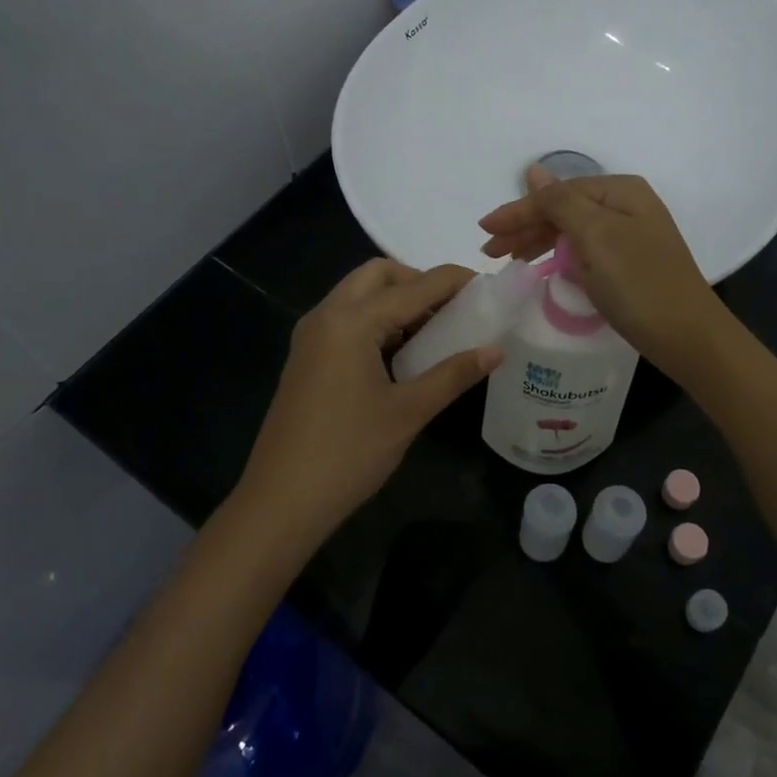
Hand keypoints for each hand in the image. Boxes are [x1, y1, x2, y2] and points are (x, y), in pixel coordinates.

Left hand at [234, 259, 501, 546]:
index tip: (486, 284)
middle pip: (377, 275)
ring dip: (396, 300)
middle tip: (453, 307)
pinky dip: (376, 321)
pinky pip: (345, 320)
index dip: (453, 281)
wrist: (281, 501)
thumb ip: (453, 375)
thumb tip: (495, 351)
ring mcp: (311, 337)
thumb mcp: (408, 412)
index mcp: (351, 321)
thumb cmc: (349, 453)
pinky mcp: (306, 358)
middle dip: (417, 281)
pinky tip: (401, 353)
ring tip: (435, 330)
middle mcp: (326, 316)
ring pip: (358, 296)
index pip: (413, 287)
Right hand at [478, 167, 725, 370]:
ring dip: (539, 242)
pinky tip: (544, 266)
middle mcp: (627, 206)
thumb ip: (560, 202)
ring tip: (509, 260)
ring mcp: (631, 235)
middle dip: (525, 227)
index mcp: (620, 191)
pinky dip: (560, 256)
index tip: (484, 230)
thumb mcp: (595, 236)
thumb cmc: (638, 283)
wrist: (687, 336)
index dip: (518, 211)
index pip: (557, 193)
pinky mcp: (630, 263)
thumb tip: (534, 171)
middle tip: (490, 251)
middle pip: (564, 209)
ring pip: (572, 230)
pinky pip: (585, 250)